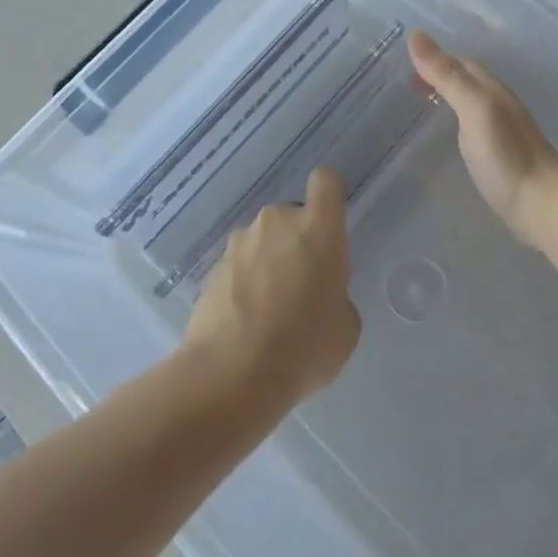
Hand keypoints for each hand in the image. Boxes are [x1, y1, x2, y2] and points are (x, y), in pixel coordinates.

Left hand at [182, 168, 360, 405]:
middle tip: (301, 288)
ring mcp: (240, 242)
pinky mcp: (213, 267)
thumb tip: (318, 295)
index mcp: (318, 228)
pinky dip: (244, 285)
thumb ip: (336, 295)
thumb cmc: (303, 348)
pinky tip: (244, 324)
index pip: (326, 181)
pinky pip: (239, 266)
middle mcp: (277, 222)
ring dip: (268, 263)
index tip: (331, 221)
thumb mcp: (345, 328)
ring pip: (263, 242)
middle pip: (292, 217)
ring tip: (268, 313)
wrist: (231, 375)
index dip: (330, 194)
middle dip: (297, 243)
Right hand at [408, 30, 557, 246]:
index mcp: (492, 89)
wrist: (543, 204)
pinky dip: (456, 120)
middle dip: (440, 75)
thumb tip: (416, 35)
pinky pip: (473, 125)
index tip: (404, 61)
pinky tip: (448, 135)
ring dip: (448, 97)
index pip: (461, 63)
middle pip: (467, 80)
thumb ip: (448, 76)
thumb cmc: (506, 154)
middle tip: (406, 83)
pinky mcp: (500, 155)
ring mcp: (502, 131)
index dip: (435, 59)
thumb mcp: (474, 108)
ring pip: (471, 102)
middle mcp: (498, 104)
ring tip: (420, 104)